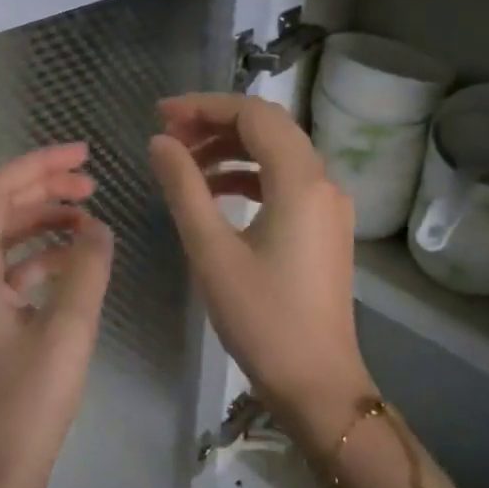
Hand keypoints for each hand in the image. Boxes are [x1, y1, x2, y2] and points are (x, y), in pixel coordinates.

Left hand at [0, 144, 113, 487]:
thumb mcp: (67, 331)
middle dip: (43, 191)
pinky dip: (39, 260)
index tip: (83, 155)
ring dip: (42, 224)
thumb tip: (99, 229)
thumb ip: (86, 271)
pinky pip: (8, 275)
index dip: (37, 166)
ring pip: (3, 244)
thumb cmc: (26, 404)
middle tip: (92, 184)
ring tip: (89, 219)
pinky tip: (72, 264)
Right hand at [149, 94, 373, 449]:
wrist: (317, 382)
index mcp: (301, 181)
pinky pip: (285, 183)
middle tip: (168, 136)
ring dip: (231, 150)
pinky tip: (214, 193)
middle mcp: (323, 182)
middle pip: (268, 128)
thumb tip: (161, 141)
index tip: (160, 115)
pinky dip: (249, 177)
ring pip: (277, 155)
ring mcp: (328, 206)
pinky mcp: (324, 227)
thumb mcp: (211, 250)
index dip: (204, 105)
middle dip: (216, 123)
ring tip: (183, 164)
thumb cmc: (261, 318)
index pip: (253, 114)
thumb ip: (184, 187)